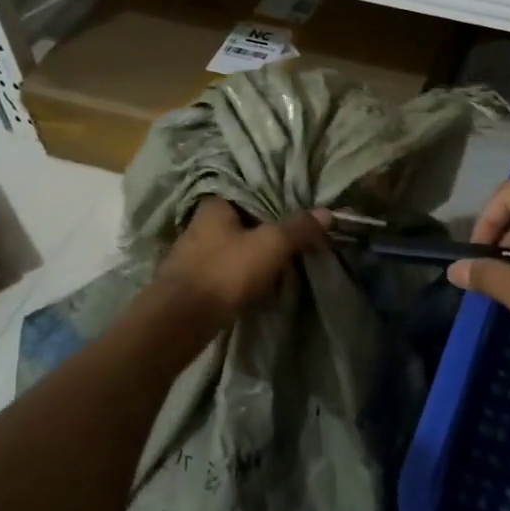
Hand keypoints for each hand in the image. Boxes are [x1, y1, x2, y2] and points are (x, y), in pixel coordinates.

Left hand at [152, 198, 329, 326]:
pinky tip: (262, 280)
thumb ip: (298, 228)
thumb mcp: (271, 245)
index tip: (298, 205)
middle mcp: (201, 223)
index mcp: (216, 204)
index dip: (275, 196)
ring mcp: (195, 253)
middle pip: (243, 219)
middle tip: (297, 234)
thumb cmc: (225, 271)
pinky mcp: (195, 280)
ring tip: (285, 258)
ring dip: (256, 252)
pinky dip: (244, 272)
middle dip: (268, 227)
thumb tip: (328, 212)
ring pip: (235, 245)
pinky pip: (228, 268)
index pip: (249, 190)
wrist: (181, 320)